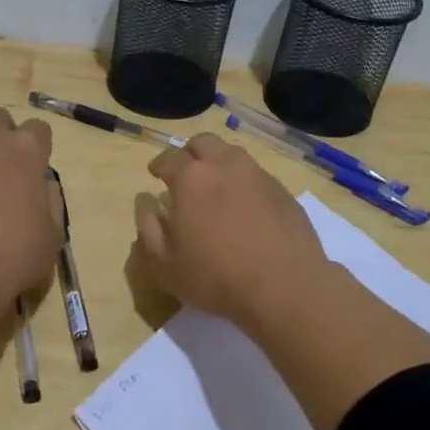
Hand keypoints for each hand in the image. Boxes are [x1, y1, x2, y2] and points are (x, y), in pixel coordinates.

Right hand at [133, 133, 332, 327]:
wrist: (284, 287)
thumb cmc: (215, 277)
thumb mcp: (165, 264)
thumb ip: (148, 228)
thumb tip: (145, 203)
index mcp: (191, 179)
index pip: (169, 158)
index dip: (159, 164)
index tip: (155, 172)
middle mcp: (225, 166)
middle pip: (204, 143)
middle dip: (190, 153)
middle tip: (185, 172)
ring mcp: (258, 175)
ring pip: (233, 154)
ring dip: (219, 163)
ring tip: (216, 186)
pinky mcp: (283, 191)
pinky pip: (257, 176)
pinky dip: (244, 183)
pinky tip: (245, 207)